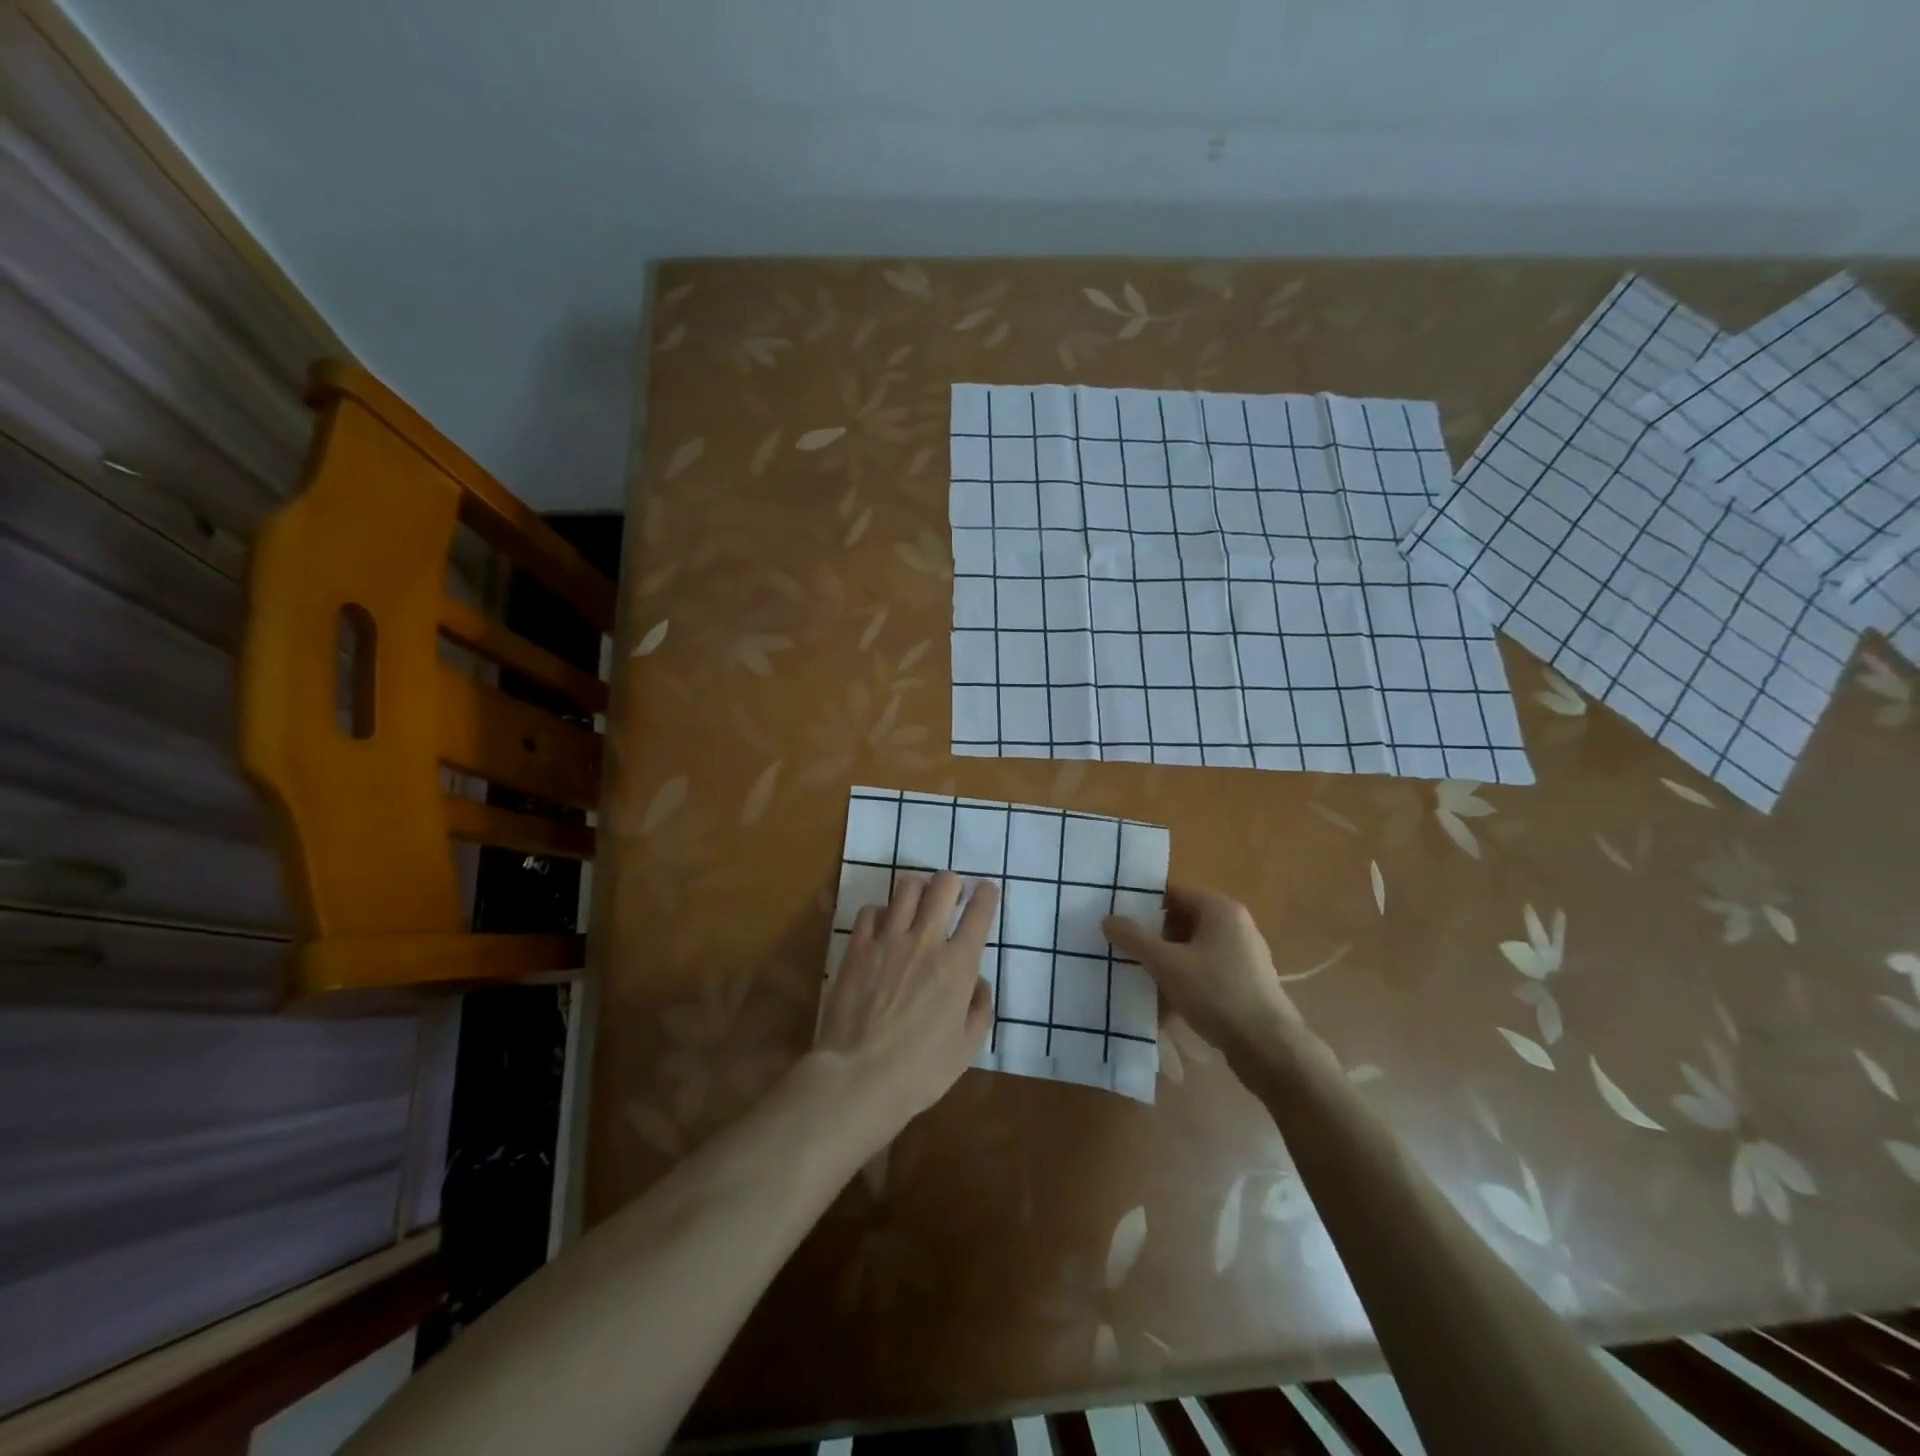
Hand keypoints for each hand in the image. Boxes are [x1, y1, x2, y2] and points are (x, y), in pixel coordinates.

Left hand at [815, 871, 997, 1128]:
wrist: (858, 1077)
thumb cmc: (920, 1071)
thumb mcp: (966, 1048)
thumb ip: (979, 1010)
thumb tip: (978, 983)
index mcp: (958, 966)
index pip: (979, 913)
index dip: (986, 895)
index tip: (986, 890)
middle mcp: (925, 942)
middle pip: (943, 886)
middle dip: (952, 882)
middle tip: (952, 893)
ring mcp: (887, 940)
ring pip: (906, 888)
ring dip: (918, 888)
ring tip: (918, 900)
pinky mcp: (857, 948)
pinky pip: (870, 911)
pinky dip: (881, 912)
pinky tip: (882, 926)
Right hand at [1102, 884, 1298, 1060]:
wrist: (1268, 1048)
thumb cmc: (1216, 994)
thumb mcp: (1167, 964)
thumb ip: (1135, 938)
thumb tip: (1108, 919)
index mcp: (1220, 909)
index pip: (1173, 892)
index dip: (1143, 903)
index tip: (1117, 919)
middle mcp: (1234, 925)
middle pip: (1182, 920)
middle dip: (1152, 936)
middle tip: (1123, 950)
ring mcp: (1242, 954)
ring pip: (1192, 948)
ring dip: (1166, 961)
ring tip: (1139, 978)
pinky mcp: (1244, 981)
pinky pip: (1205, 970)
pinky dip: (1184, 979)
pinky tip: (1165, 1002)